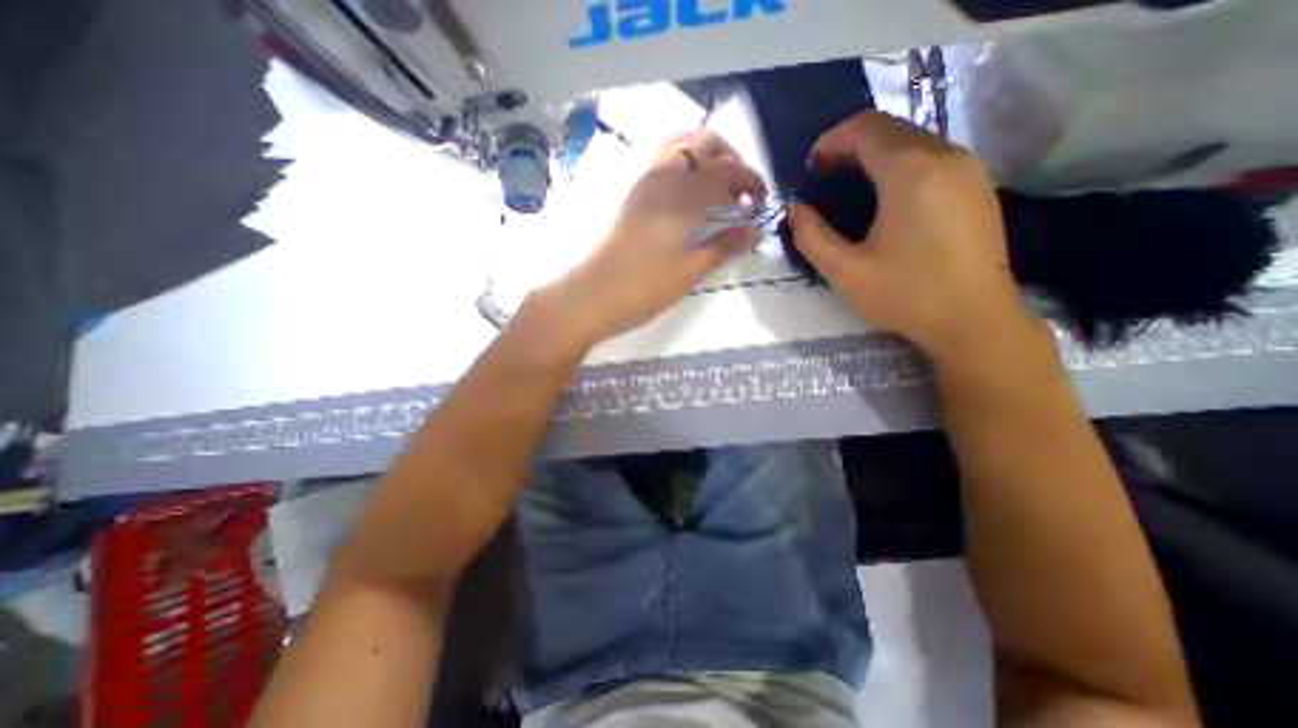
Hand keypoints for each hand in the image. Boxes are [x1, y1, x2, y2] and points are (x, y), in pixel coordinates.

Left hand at [534, 128, 762, 344]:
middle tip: (739, 189)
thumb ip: (723, 246)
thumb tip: (753, 231)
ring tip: (713, 187)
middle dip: (728, 157)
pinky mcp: (626, 193)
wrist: (588, 296)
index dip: (749, 180)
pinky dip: (680, 164)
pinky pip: (659, 161)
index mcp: (681, 194)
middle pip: (702, 141)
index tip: (759, 202)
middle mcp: (661, 175)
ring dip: (702, 155)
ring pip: (676, 144)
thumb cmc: (642, 288)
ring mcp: (639, 180)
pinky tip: (684, 194)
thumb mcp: (688, 272)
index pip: (726, 169)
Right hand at [785, 110, 1028, 358]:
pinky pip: (931, 156)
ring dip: (875, 155)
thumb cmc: (906, 295)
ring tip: (851, 190)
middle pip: (890, 128)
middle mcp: (945, 156)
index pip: (866, 127)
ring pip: (912, 139)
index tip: (812, 169)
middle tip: (825, 180)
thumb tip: (795, 209)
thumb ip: (812, 237)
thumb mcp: (845, 272)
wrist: (974, 320)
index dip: (832, 140)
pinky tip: (886, 199)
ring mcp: (968, 168)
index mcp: (910, 173)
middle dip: (850, 146)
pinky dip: (899, 164)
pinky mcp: (978, 184)